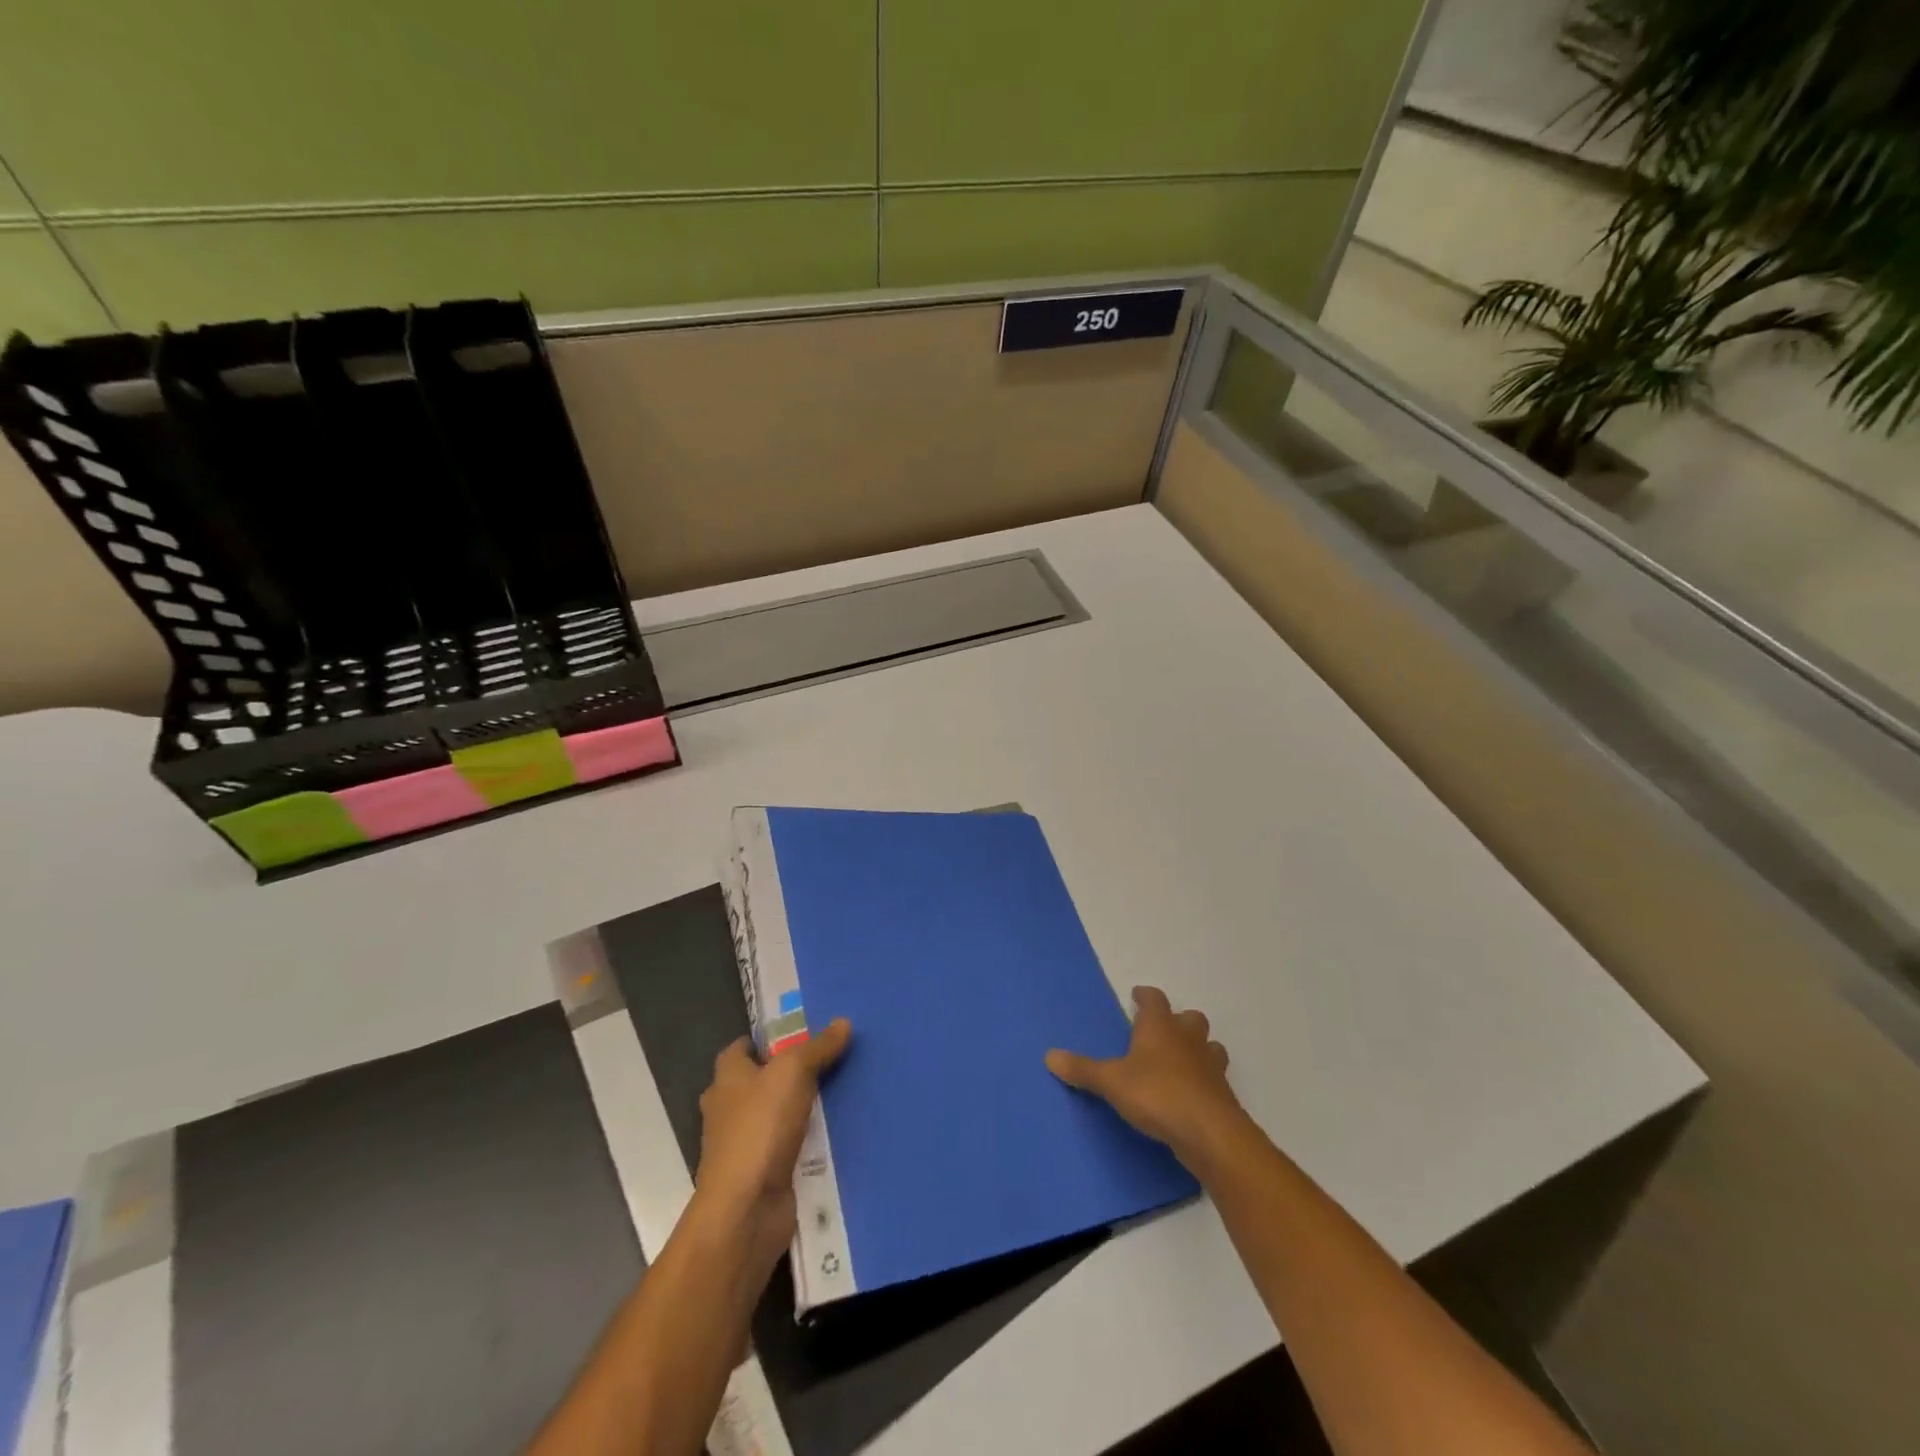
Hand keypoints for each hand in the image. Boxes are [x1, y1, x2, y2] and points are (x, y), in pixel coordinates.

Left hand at [694, 1020, 850, 1278]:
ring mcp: (742, 1145)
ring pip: (774, 1116)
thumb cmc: (760, 1128)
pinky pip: (785, 1148)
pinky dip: (804, 1142)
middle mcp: (727, 1109)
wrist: (746, 1209)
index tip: (800, 1035)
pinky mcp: (760, 1175)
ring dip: (798, 1109)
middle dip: (787, 1074)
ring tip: (839, 1094)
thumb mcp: (794, 1072)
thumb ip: (818, 1047)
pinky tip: (833, 1136)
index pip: (740, 1048)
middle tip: (828, 1062)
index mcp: (727, 1078)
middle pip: (758, 1082)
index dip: (766, 1040)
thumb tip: (843, 1022)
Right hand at [1047, 987, 1245, 1170]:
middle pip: (1190, 1018)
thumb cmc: (1157, 1094)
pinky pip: (1215, 1078)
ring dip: (1198, 1049)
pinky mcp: (1223, 1095)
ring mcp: (1210, 1066)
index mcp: (1160, 1027)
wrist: (1209, 1133)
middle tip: (1162, 1031)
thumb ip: (1082, 1069)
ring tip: (1182, 1061)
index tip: (1138, 995)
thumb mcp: (1111, 1082)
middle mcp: (1188, 1039)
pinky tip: (1192, 1094)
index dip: (1146, 996)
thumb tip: (1049, 1055)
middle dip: (1178, 1021)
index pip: (1155, 999)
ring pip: (1209, 1046)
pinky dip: (1204, 1080)